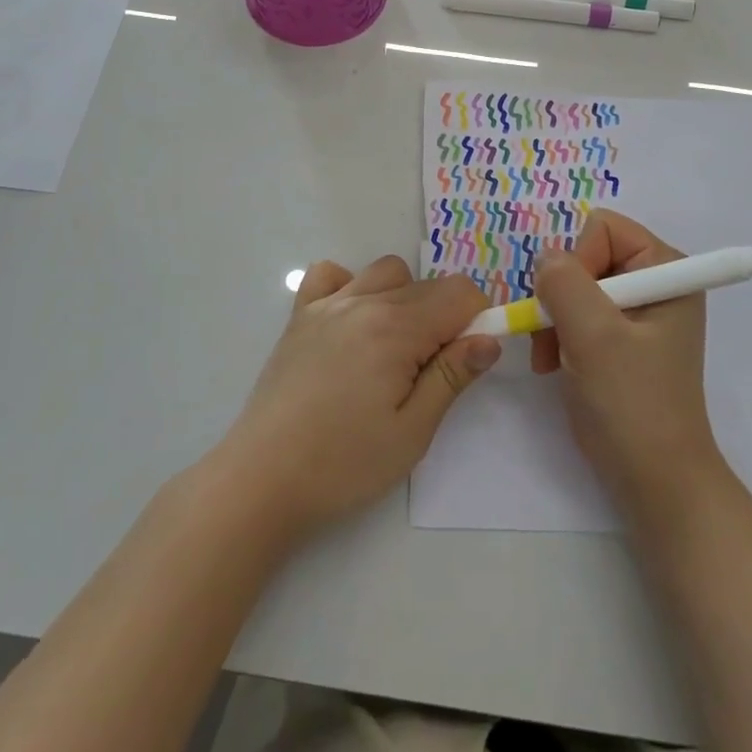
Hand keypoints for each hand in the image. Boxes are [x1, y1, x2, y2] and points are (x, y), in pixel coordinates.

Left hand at [210, 256, 501, 545]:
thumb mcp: (412, 431)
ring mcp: (327, 304)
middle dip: (445, 317)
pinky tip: (351, 323)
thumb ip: (452, 377)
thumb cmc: (344, 463)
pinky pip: (330, 274)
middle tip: (430, 373)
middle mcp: (363, 301)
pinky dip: (350, 285)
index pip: (459, 293)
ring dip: (404, 298)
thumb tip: (489, 339)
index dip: (477, 320)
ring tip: (394, 348)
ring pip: (386, 272)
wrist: (261, 479)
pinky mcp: (300, 316)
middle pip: (427, 284)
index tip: (468, 359)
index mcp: (396, 328)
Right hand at [530, 210, 723, 511]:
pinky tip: (555, 364)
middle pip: (586, 255)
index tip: (572, 307)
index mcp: (666, 269)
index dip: (578, 261)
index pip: (603, 228)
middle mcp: (655, 281)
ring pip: (574, 284)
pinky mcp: (621, 338)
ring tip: (550, 357)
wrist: (655, 481)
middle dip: (561, 294)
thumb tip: (545, 258)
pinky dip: (559, 334)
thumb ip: (564, 283)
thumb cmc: (632, 404)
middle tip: (552, 336)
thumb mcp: (594, 336)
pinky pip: (576, 312)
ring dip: (554, 317)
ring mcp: (637, 311)